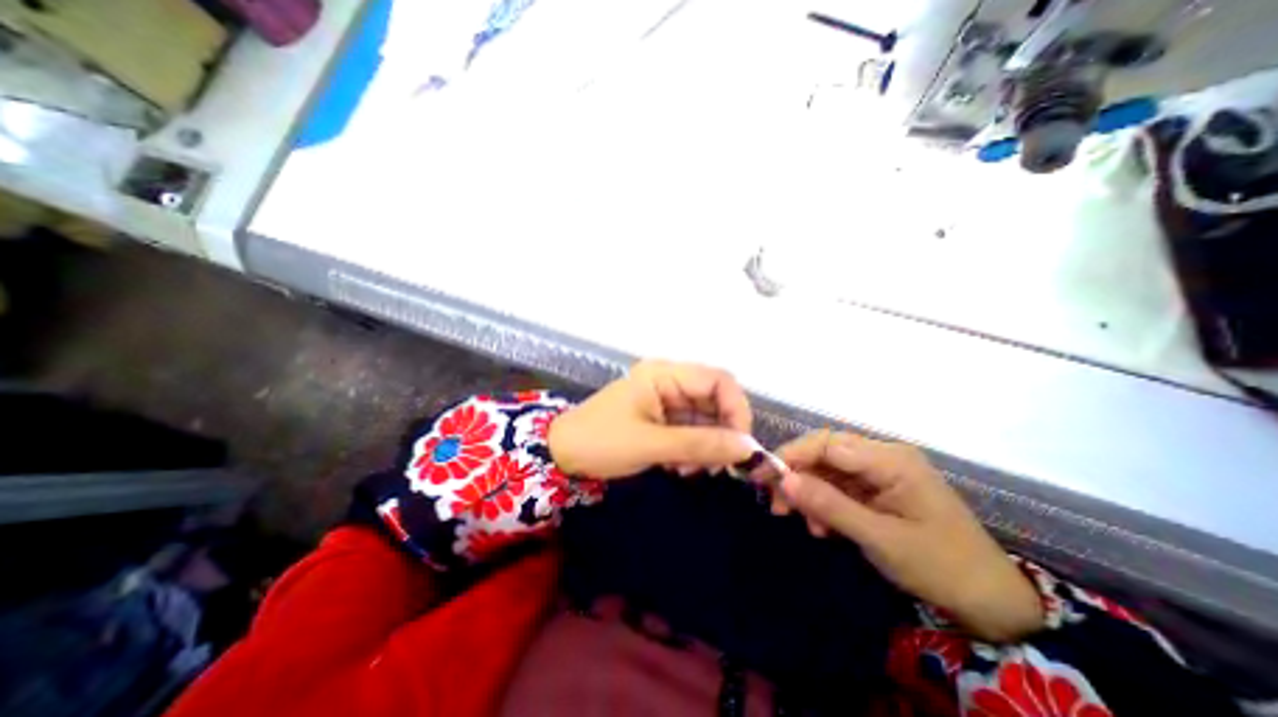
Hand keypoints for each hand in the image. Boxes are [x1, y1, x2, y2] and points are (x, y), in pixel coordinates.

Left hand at [543, 359, 749, 481]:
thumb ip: (701, 445)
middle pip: (715, 401)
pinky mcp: (662, 418)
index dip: (736, 410)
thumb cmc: (601, 442)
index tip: (740, 446)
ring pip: (705, 419)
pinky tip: (678, 467)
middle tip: (717, 467)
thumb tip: (749, 450)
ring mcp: (666, 400)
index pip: (719, 380)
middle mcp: (669, 381)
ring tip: (689, 470)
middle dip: (720, 434)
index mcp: (665, 374)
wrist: (561, 454)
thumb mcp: (651, 444)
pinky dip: (693, 451)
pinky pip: (691, 431)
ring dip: (706, 446)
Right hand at [775, 430, 1042, 639]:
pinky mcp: (879, 490)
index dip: (793, 455)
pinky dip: (825, 504)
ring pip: (829, 471)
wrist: (992, 603)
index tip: (765, 475)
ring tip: (799, 521)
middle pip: (826, 453)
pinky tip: (821, 527)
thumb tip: (785, 481)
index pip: (828, 443)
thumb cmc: (940, 566)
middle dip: (798, 475)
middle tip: (775, 502)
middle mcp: (884, 457)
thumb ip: (829, 505)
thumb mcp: (879, 538)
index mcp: (891, 460)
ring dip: (810, 493)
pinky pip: (841, 487)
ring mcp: (882, 473)